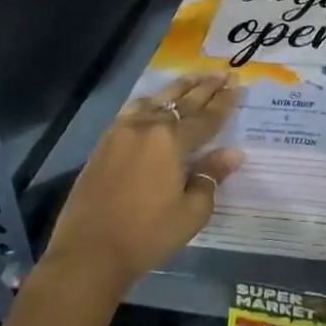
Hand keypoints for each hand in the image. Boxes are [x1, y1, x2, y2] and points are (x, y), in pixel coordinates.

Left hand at [43, 74, 242, 293]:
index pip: (205, 117)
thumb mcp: (191, 212)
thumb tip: (233, 153)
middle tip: (222, 72)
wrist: (88, 253)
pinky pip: (133, 109)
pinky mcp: (105, 142)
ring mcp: (123, 131)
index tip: (237, 84)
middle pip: (182, 101)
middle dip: (205, 87)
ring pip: (155, 99)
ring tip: (193, 77)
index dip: (224, 102)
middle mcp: (148, 126)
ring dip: (178, 88)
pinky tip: (153, 101)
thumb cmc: (146, 235)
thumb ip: (211, 176)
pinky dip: (150, 100)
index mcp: (172, 141)